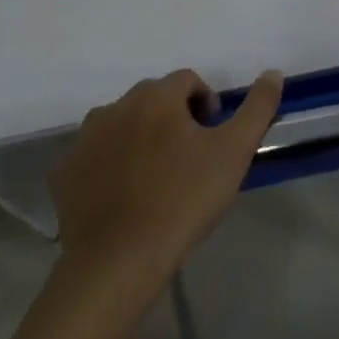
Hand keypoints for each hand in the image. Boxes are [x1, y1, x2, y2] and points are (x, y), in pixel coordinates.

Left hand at [49, 67, 283, 275]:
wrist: (116, 265)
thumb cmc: (182, 201)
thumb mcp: (234, 152)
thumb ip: (258, 107)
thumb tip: (273, 72)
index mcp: (157, 96)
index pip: (188, 81)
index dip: (205, 104)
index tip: (212, 139)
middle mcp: (118, 105)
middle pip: (154, 98)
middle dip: (173, 118)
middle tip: (187, 158)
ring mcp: (86, 138)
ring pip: (122, 123)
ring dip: (139, 136)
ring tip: (154, 177)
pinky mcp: (64, 172)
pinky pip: (94, 154)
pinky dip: (108, 163)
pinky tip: (121, 195)